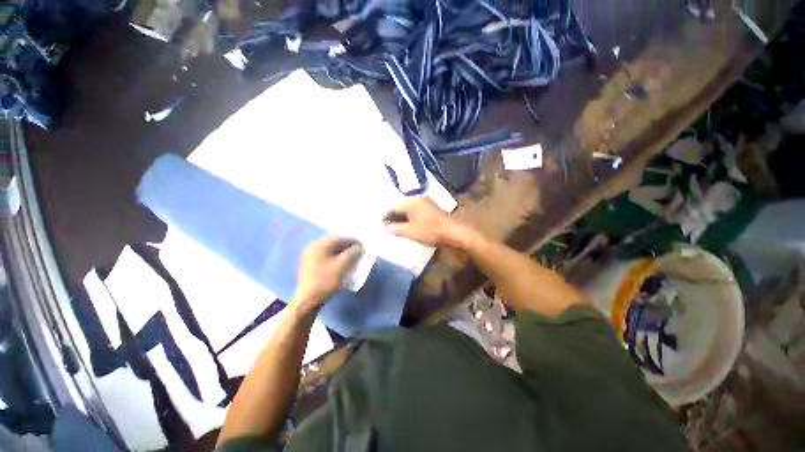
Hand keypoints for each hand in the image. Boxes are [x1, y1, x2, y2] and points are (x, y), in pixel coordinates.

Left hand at [292, 236, 362, 316]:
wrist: (308, 299)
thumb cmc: (324, 282)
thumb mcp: (341, 267)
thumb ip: (352, 254)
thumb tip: (359, 247)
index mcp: (319, 244)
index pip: (339, 237)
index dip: (353, 240)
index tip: (364, 247)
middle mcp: (313, 247)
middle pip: (334, 243)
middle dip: (347, 247)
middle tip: (359, 254)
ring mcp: (310, 257)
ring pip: (330, 251)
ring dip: (342, 254)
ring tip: (353, 261)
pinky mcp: (311, 266)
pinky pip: (326, 258)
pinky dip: (335, 260)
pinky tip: (342, 267)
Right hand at [383, 197, 474, 248]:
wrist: (453, 231)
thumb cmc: (430, 230)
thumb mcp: (409, 231)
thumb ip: (394, 229)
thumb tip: (383, 228)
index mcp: (410, 201)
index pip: (391, 206)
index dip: (384, 216)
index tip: (379, 225)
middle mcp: (416, 198)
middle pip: (399, 206)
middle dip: (391, 216)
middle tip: (384, 227)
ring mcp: (424, 203)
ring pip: (406, 209)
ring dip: (399, 218)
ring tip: (394, 228)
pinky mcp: (429, 209)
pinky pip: (413, 212)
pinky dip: (407, 218)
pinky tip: (406, 227)